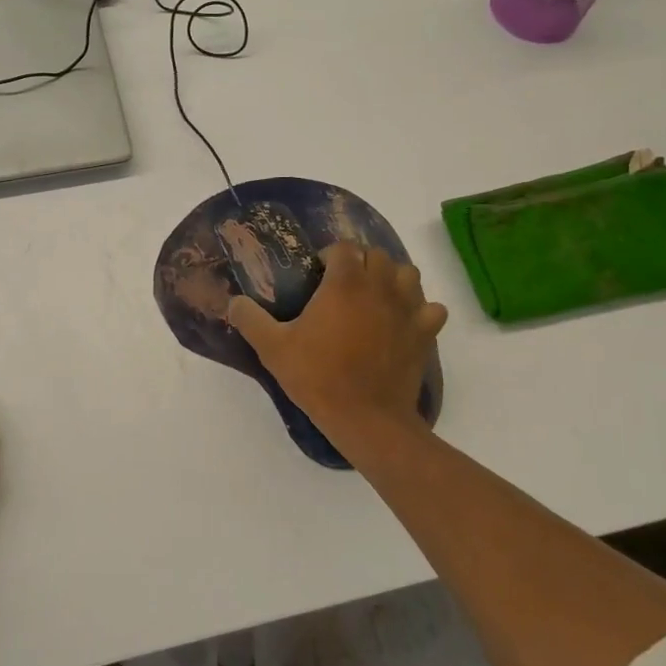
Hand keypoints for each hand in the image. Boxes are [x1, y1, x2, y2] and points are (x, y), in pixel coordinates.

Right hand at [226, 244, 447, 439]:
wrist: (366, 418)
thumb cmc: (318, 377)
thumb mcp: (273, 348)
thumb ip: (250, 319)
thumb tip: (233, 302)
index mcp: (345, 283)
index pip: (344, 247)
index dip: (330, 255)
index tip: (317, 272)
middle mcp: (380, 286)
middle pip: (377, 254)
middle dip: (361, 262)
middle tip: (343, 284)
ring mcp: (408, 309)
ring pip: (408, 274)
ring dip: (392, 278)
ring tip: (375, 296)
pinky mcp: (425, 333)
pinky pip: (432, 308)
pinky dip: (421, 309)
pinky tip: (404, 321)